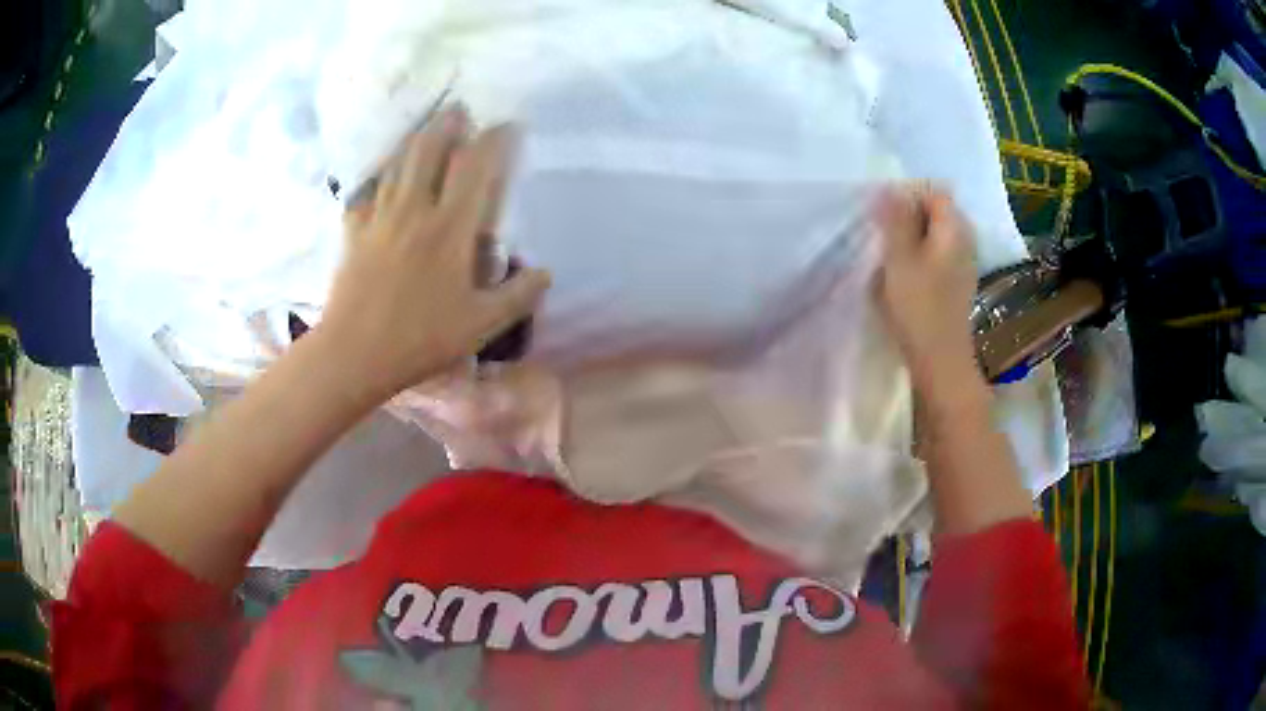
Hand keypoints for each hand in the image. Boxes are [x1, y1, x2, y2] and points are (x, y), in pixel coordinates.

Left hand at [318, 107, 551, 402]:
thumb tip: (546, 273)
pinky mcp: (354, 232)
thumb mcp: (480, 325)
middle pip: (430, 150)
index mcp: (449, 228)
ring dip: (415, 138)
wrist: (354, 354)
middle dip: (448, 124)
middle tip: (460, 108)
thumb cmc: (420, 339)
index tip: (508, 124)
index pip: (475, 167)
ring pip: (398, 163)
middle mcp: (414, 210)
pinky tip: (382, 174)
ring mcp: (380, 217)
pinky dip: (378, 175)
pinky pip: (366, 191)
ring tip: (428, 125)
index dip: (494, 140)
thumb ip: (517, 297)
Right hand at [875, 185, 978, 385]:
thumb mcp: (899, 258)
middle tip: (884, 236)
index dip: (907, 196)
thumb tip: (889, 188)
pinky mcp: (958, 281)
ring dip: (912, 238)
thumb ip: (895, 219)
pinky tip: (904, 275)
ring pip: (935, 234)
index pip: (933, 191)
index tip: (884, 215)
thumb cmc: (919, 307)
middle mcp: (965, 239)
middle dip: (908, 216)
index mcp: (954, 228)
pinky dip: (920, 256)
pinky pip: (937, 254)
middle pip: (936, 211)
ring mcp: (964, 261)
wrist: (941, 360)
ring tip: (890, 256)